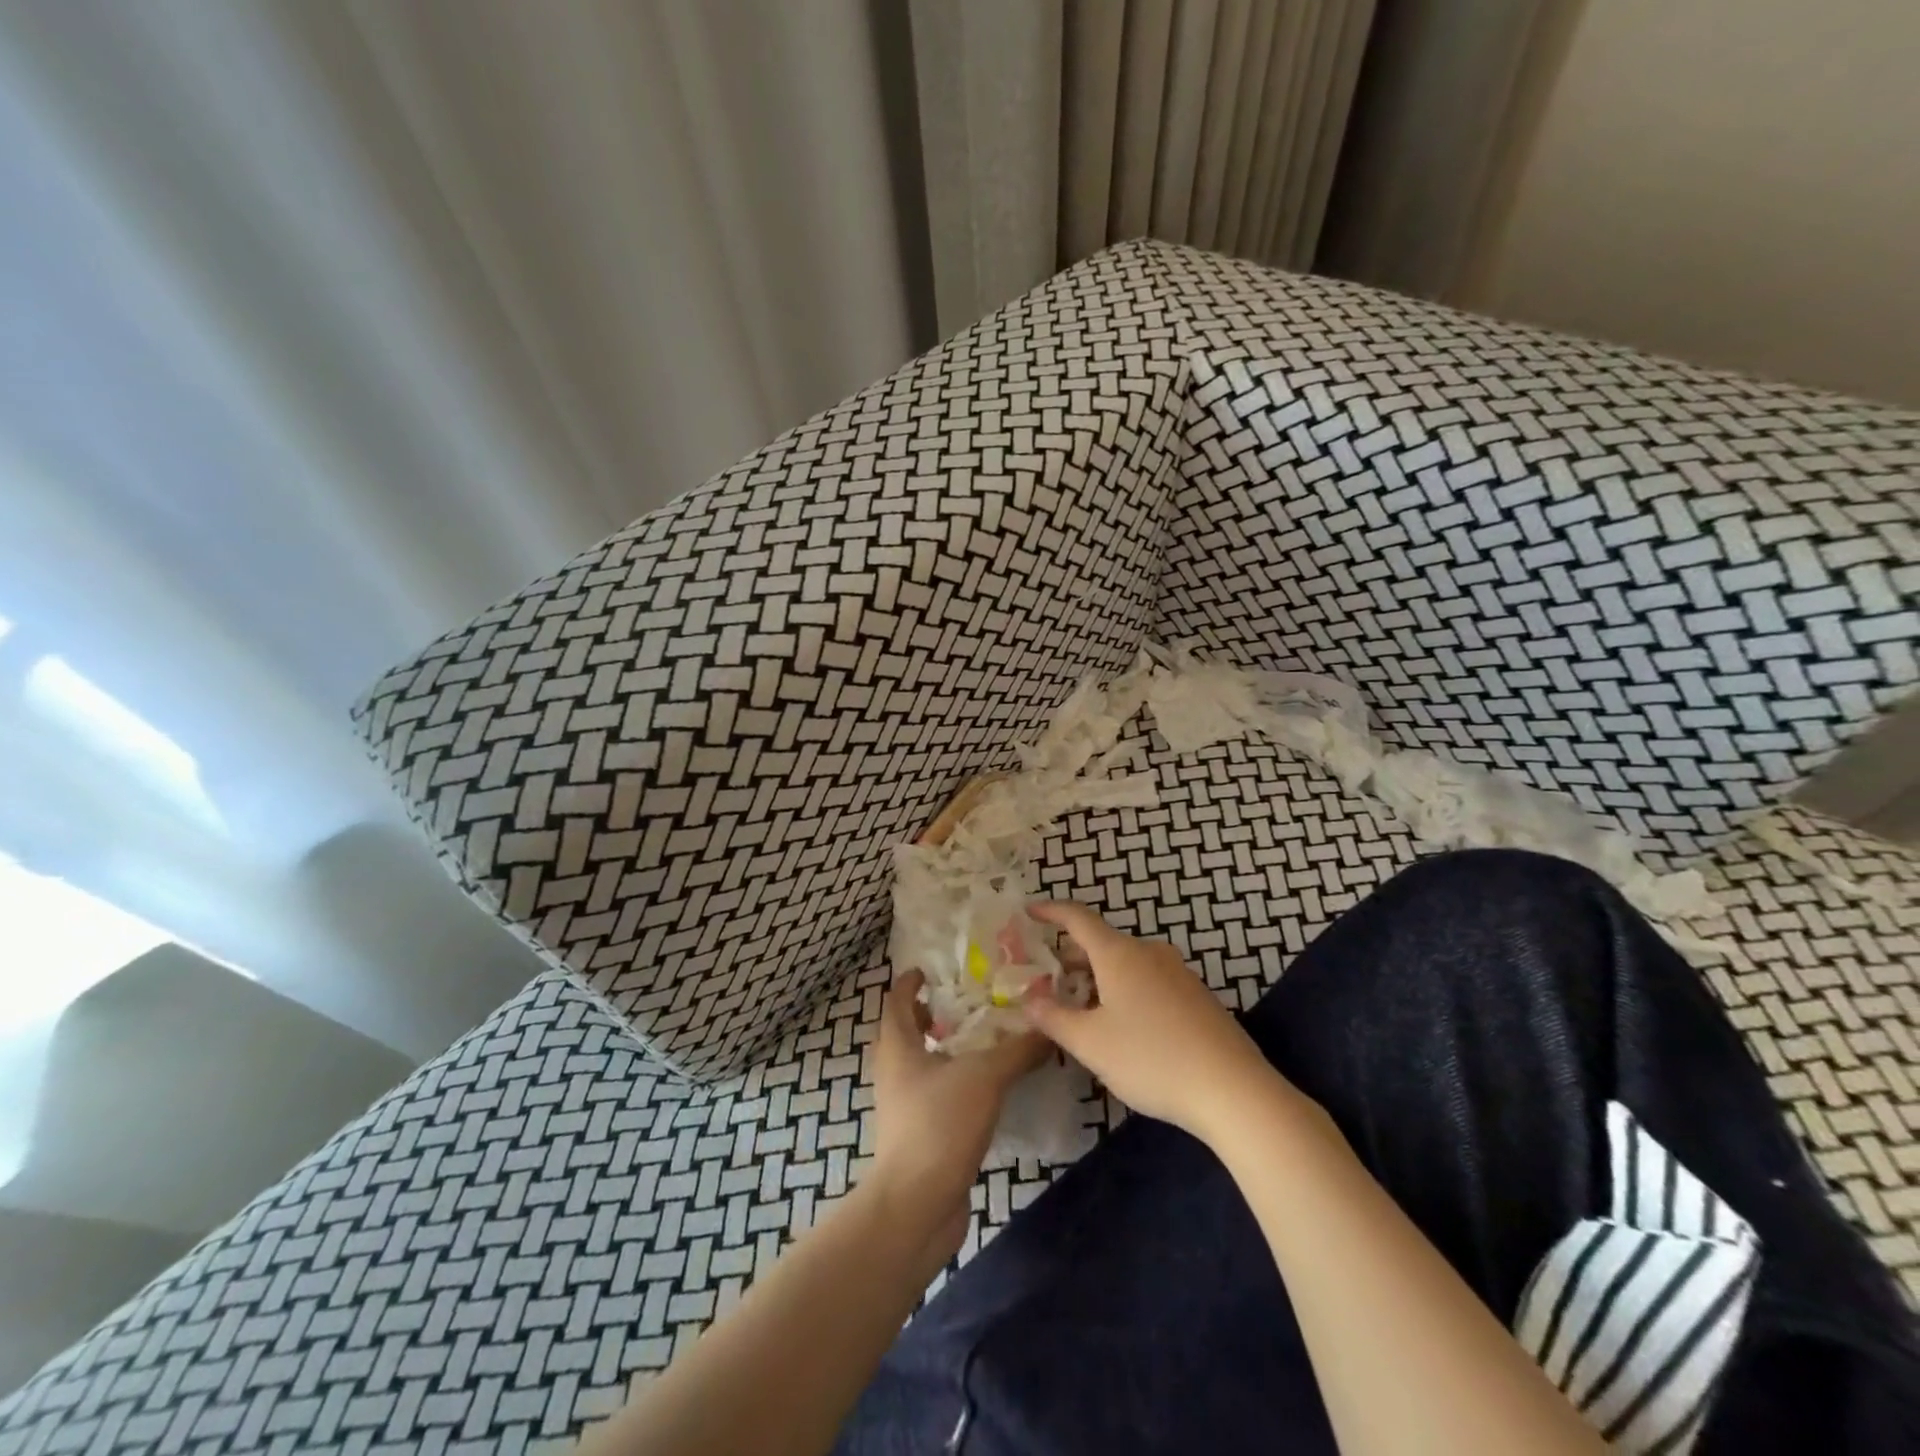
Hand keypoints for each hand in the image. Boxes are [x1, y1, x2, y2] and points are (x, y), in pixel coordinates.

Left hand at [868, 969, 1046, 1254]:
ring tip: (982, 1040)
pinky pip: (935, 1094)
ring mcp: (904, 1106)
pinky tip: (986, 1087)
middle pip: (905, 1032)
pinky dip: (954, 1081)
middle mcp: (894, 1072)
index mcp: (897, 1047)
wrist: (916, 1206)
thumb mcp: (985, 1077)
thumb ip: (1019, 1050)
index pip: (896, 1000)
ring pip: (920, 1065)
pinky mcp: (919, 1134)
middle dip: (929, 1014)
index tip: (930, 969)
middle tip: (965, 1002)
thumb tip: (1050, 1028)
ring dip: (944, 1049)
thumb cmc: (939, 1124)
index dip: (909, 981)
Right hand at [1023, 901, 1282, 1144]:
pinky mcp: (1197, 996)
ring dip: (1099, 977)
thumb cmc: (1150, 1058)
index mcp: (1119, 954)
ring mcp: (1178, 972)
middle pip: (1102, 943)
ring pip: (1127, 964)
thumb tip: (1029, 998)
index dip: (1051, 912)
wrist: (1232, 1089)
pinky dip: (1125, 990)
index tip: (1030, 911)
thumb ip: (1053, 1017)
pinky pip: (1149, 980)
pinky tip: (1123, 1025)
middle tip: (1049, 979)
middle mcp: (1149, 952)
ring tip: (1081, 1007)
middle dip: (1072, 957)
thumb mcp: (1090, 1043)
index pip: (1078, 918)